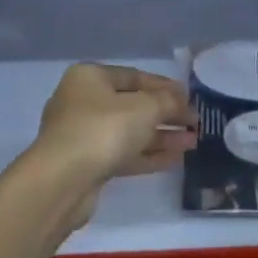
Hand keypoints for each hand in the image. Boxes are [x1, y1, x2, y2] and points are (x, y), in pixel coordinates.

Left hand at [37, 63, 195, 187]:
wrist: (63, 180)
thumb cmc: (104, 129)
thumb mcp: (145, 107)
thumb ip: (168, 101)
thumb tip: (182, 101)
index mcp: (89, 78)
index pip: (134, 76)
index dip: (165, 86)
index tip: (190, 98)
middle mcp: (82, 102)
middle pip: (132, 105)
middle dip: (166, 114)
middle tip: (194, 123)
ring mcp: (83, 135)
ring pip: (129, 132)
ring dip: (161, 136)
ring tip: (193, 142)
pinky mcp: (87, 164)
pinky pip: (123, 154)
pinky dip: (148, 155)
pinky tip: (175, 159)